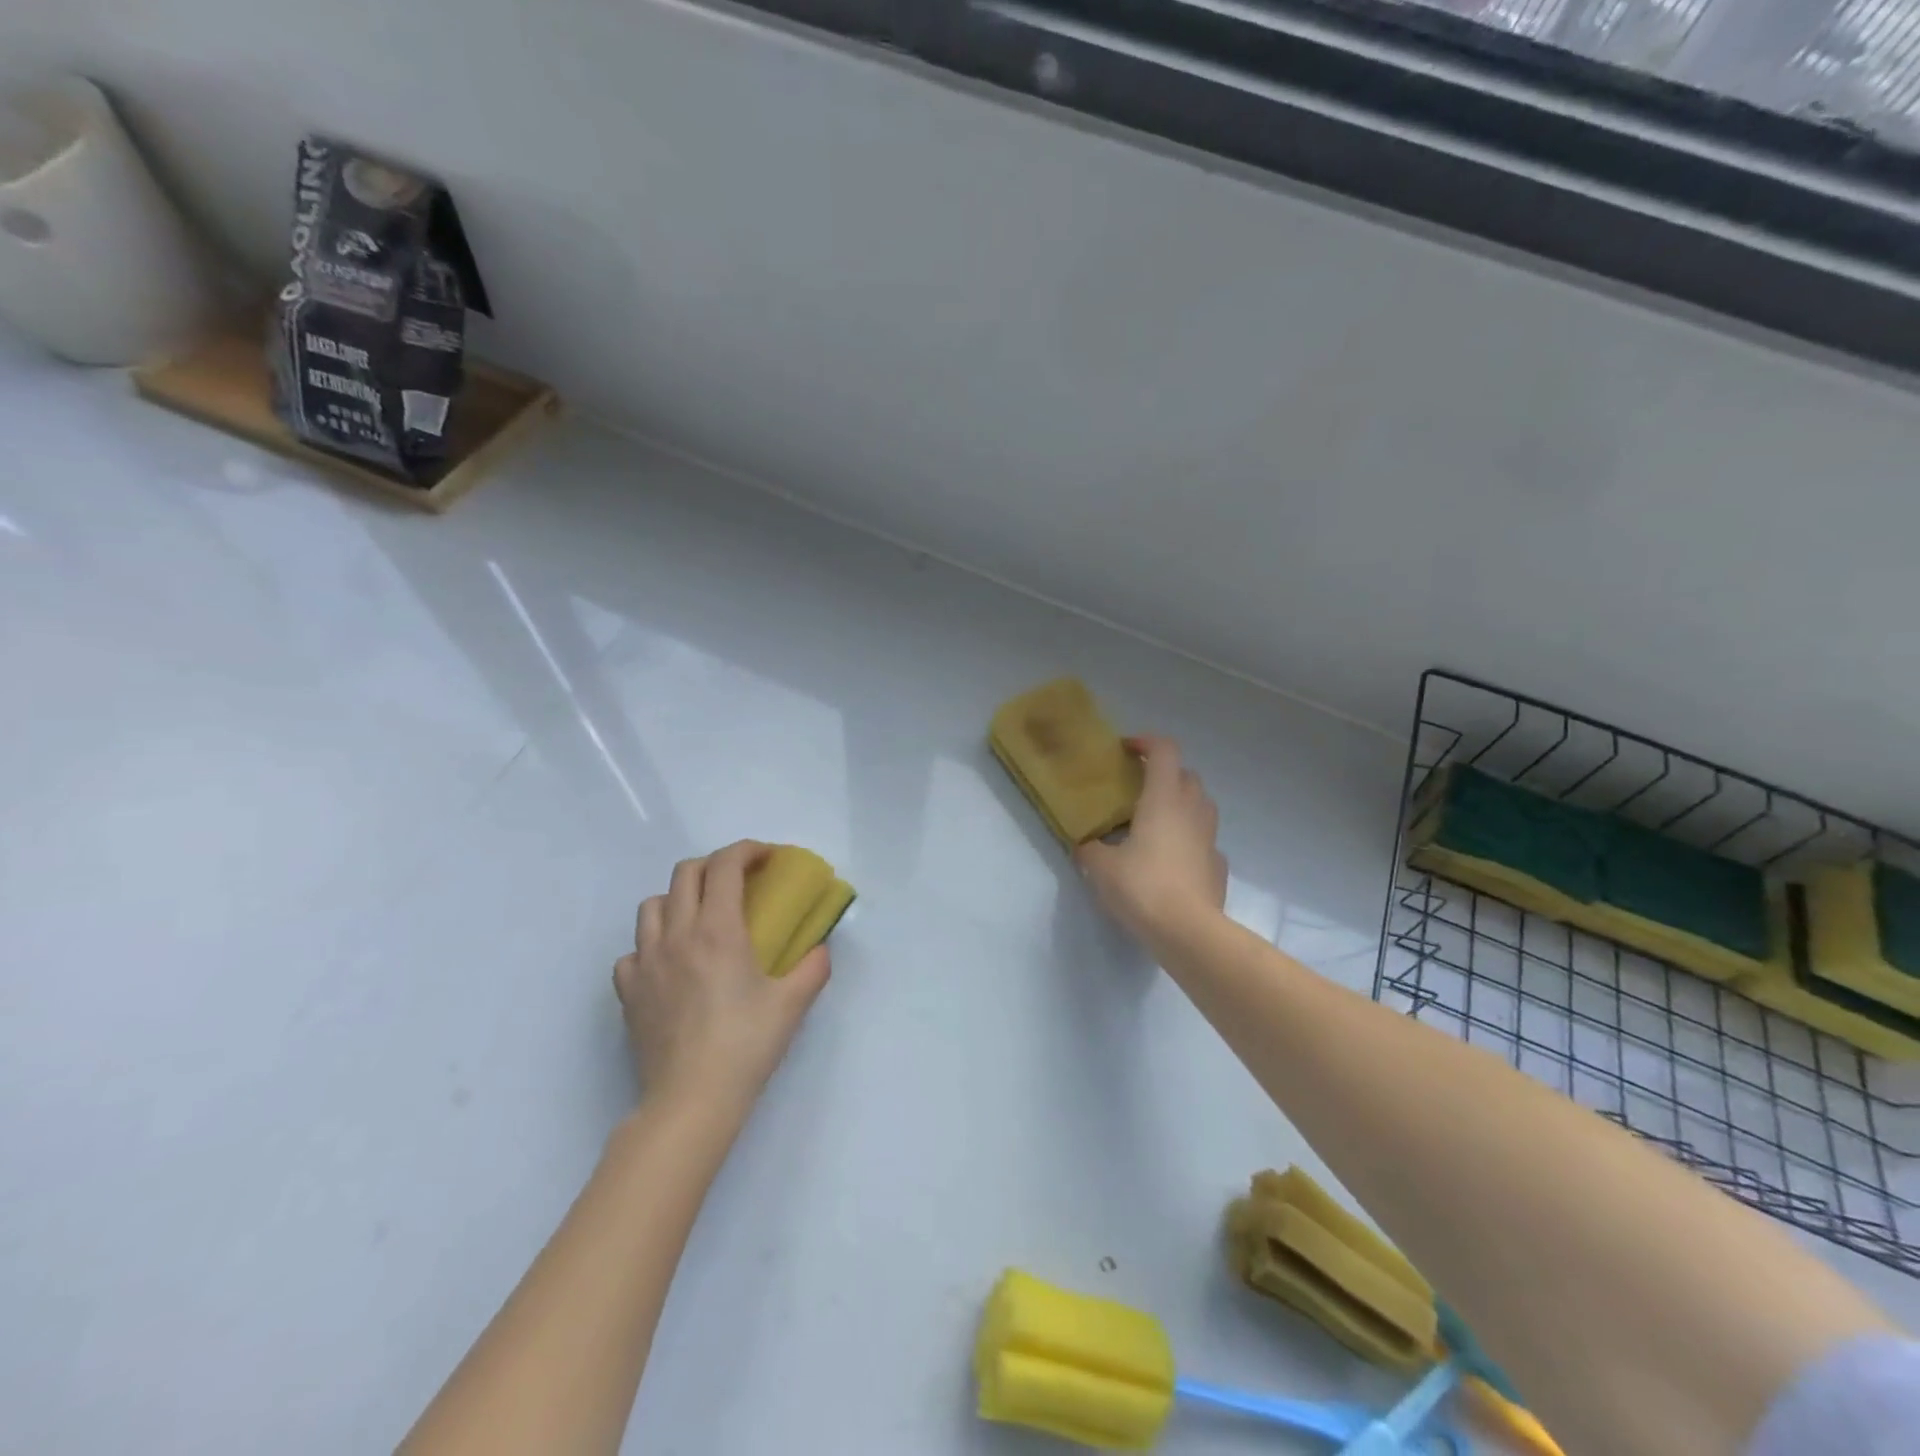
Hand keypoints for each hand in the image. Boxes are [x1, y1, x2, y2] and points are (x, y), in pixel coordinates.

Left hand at [613, 840, 830, 1114]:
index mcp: (718, 930)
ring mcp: (645, 962)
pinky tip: (670, 964)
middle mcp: (676, 935)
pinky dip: (651, 945)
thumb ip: (813, 967)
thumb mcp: (792, 1003)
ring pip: (651, 905)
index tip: (766, 857)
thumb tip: (821, 949)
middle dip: (715, 865)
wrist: (691, 1101)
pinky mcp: (628, 991)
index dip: (746, 850)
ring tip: (700, 918)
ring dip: (678, 898)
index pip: (725, 866)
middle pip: (685, 873)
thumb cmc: (745, 1046)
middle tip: (739, 882)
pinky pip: (633, 950)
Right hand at [1075, 736, 1227, 945]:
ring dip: (1181, 804)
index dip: (1146, 743)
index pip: (1164, 751)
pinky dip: (1190, 840)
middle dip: (1165, 774)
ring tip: (1155, 824)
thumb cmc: (1141, 887)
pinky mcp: (1218, 866)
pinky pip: (1204, 841)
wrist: (1188, 931)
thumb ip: (1090, 849)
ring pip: (1201, 805)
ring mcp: (1210, 838)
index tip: (1126, 750)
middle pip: (1186, 775)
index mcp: (1163, 799)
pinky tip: (1172, 860)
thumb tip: (1084, 845)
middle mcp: (1192, 810)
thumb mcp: (1100, 868)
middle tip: (1138, 791)